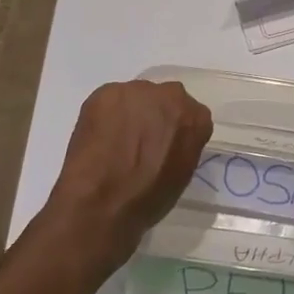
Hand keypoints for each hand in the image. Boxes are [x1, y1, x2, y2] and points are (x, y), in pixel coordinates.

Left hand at [44, 80, 212, 266]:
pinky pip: (110, 100)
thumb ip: (182, 146)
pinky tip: (98, 138)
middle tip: (139, 141)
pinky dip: (106, 115)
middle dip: (154, 115)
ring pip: (136, 97)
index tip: (164, 145)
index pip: (191, 116)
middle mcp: (172, 95)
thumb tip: (169, 141)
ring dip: (130, 113)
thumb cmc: (147, 199)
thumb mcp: (181, 174)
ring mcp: (138, 90)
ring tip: (114, 141)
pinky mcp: (107, 92)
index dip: (175, 130)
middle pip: (164, 99)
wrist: (102, 202)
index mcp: (196, 118)